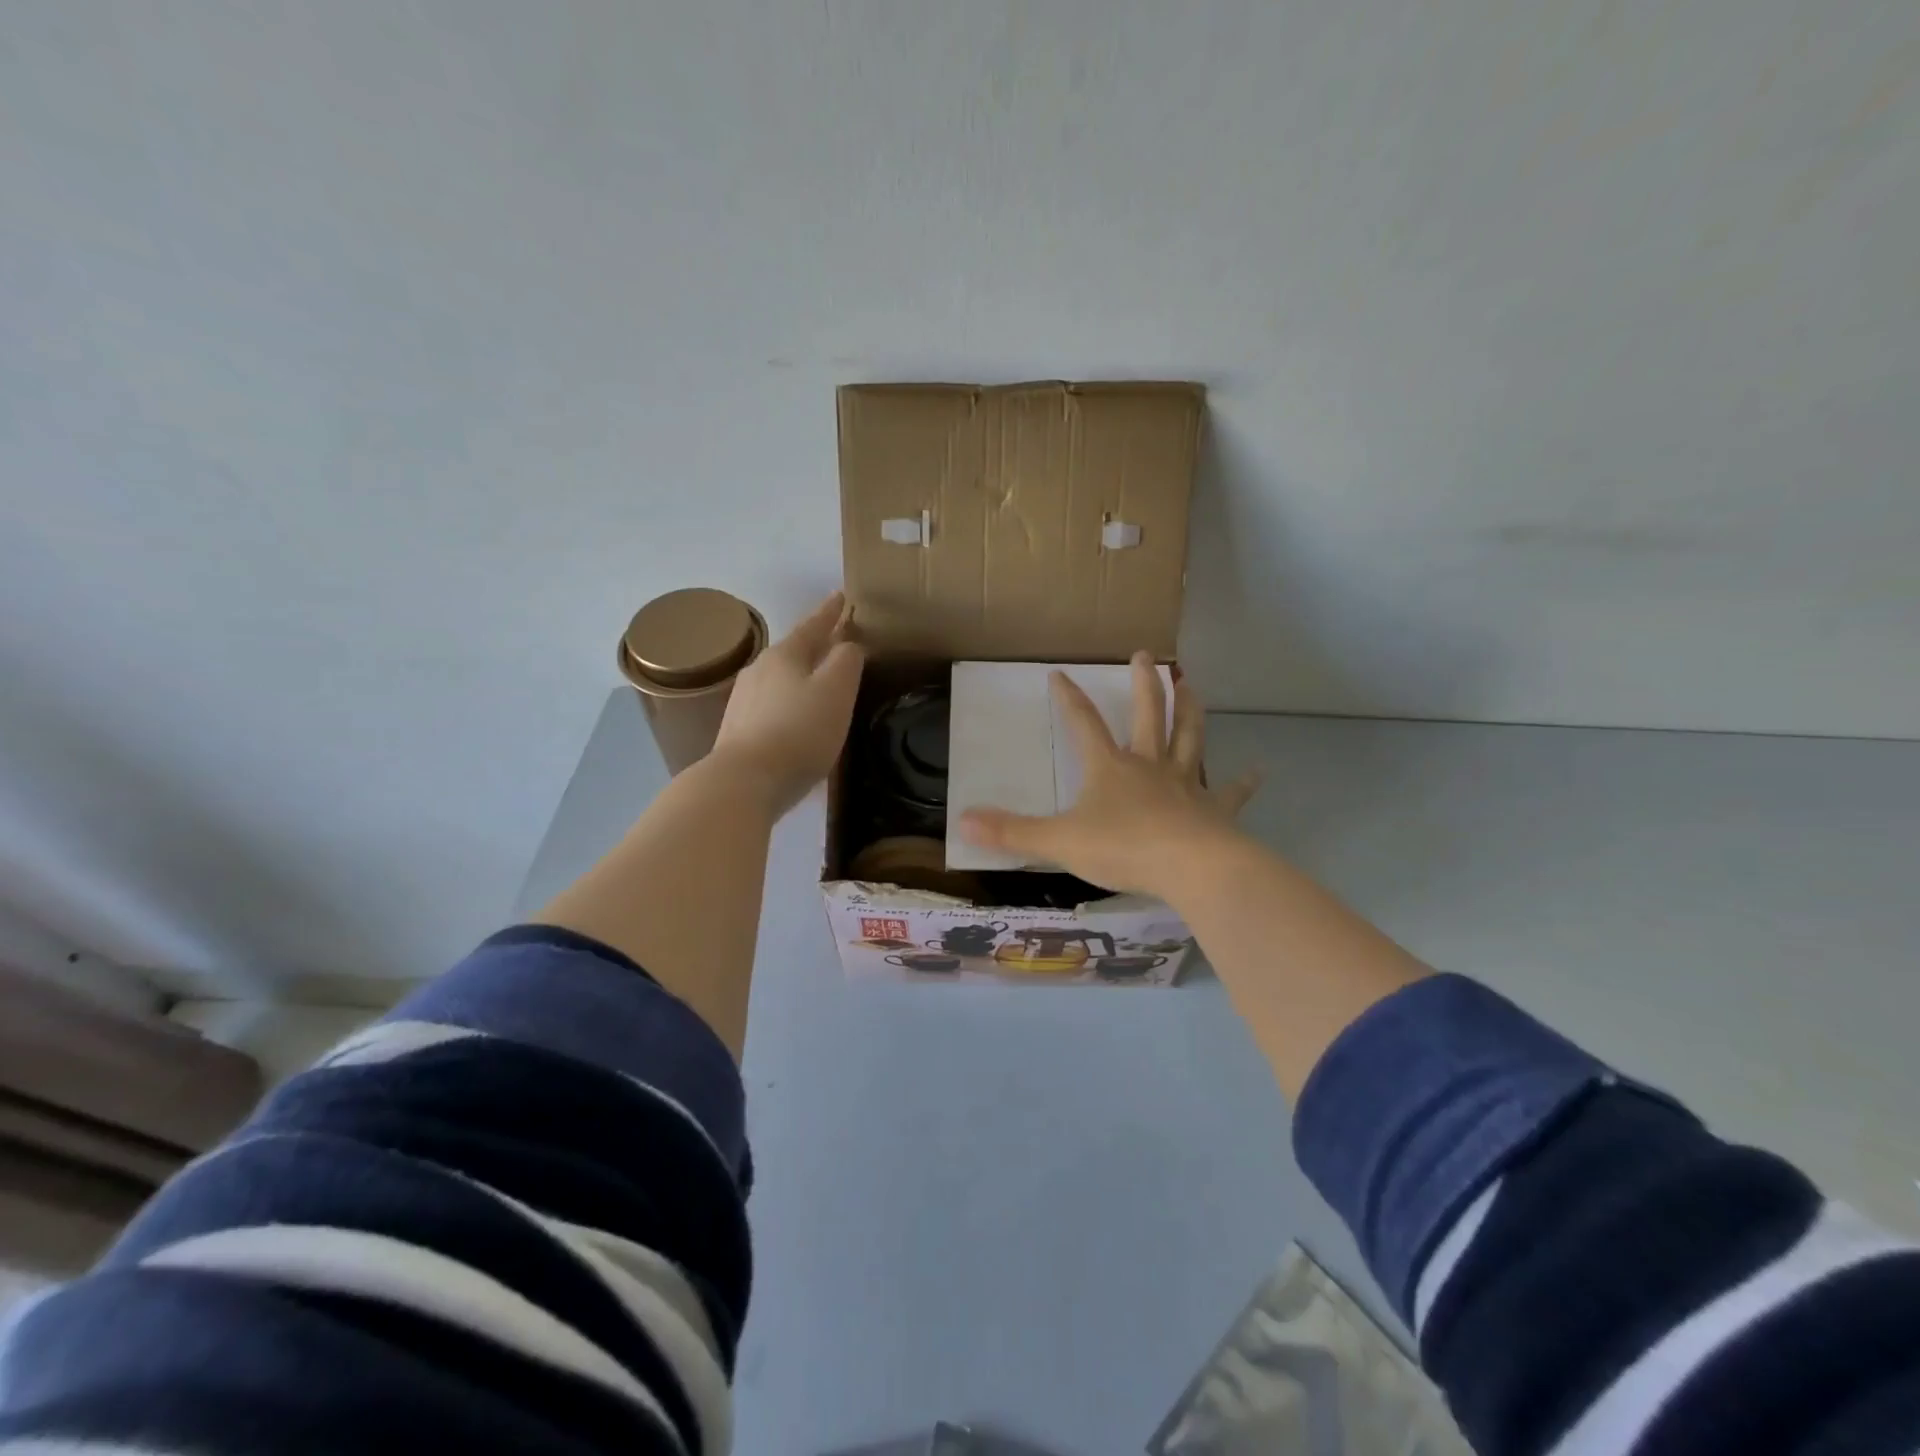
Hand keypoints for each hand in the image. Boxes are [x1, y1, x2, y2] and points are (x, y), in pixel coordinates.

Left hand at [711, 591, 864, 813]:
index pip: (813, 625)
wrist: (744, 782)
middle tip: (837, 641)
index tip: (841, 595)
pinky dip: (790, 703)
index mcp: (784, 655)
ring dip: (802, 675)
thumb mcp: (836, 691)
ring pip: (781, 679)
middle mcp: (759, 671)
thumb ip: (847, 661)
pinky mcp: (739, 730)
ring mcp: (744, 701)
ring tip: (819, 681)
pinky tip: (797, 718)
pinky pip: (772, 706)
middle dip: (816, 645)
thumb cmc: (799, 731)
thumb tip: (849, 644)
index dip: (830, 612)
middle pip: (794, 651)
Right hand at [958, 651, 1259, 901]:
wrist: (1190, 869)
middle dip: (1145, 684)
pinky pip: (1230, 793)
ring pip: (1189, 738)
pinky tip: (1258, 771)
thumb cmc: (1123, 849)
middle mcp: (1149, 766)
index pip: (1084, 724)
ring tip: (1192, 683)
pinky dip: (1242, 783)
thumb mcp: (1059, 842)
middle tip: (1146, 655)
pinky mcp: (1214, 810)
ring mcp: (1185, 785)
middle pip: (1149, 715)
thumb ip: (1012, 832)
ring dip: (1191, 710)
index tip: (1059, 673)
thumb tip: (961, 820)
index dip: (1070, 699)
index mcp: (1111, 768)